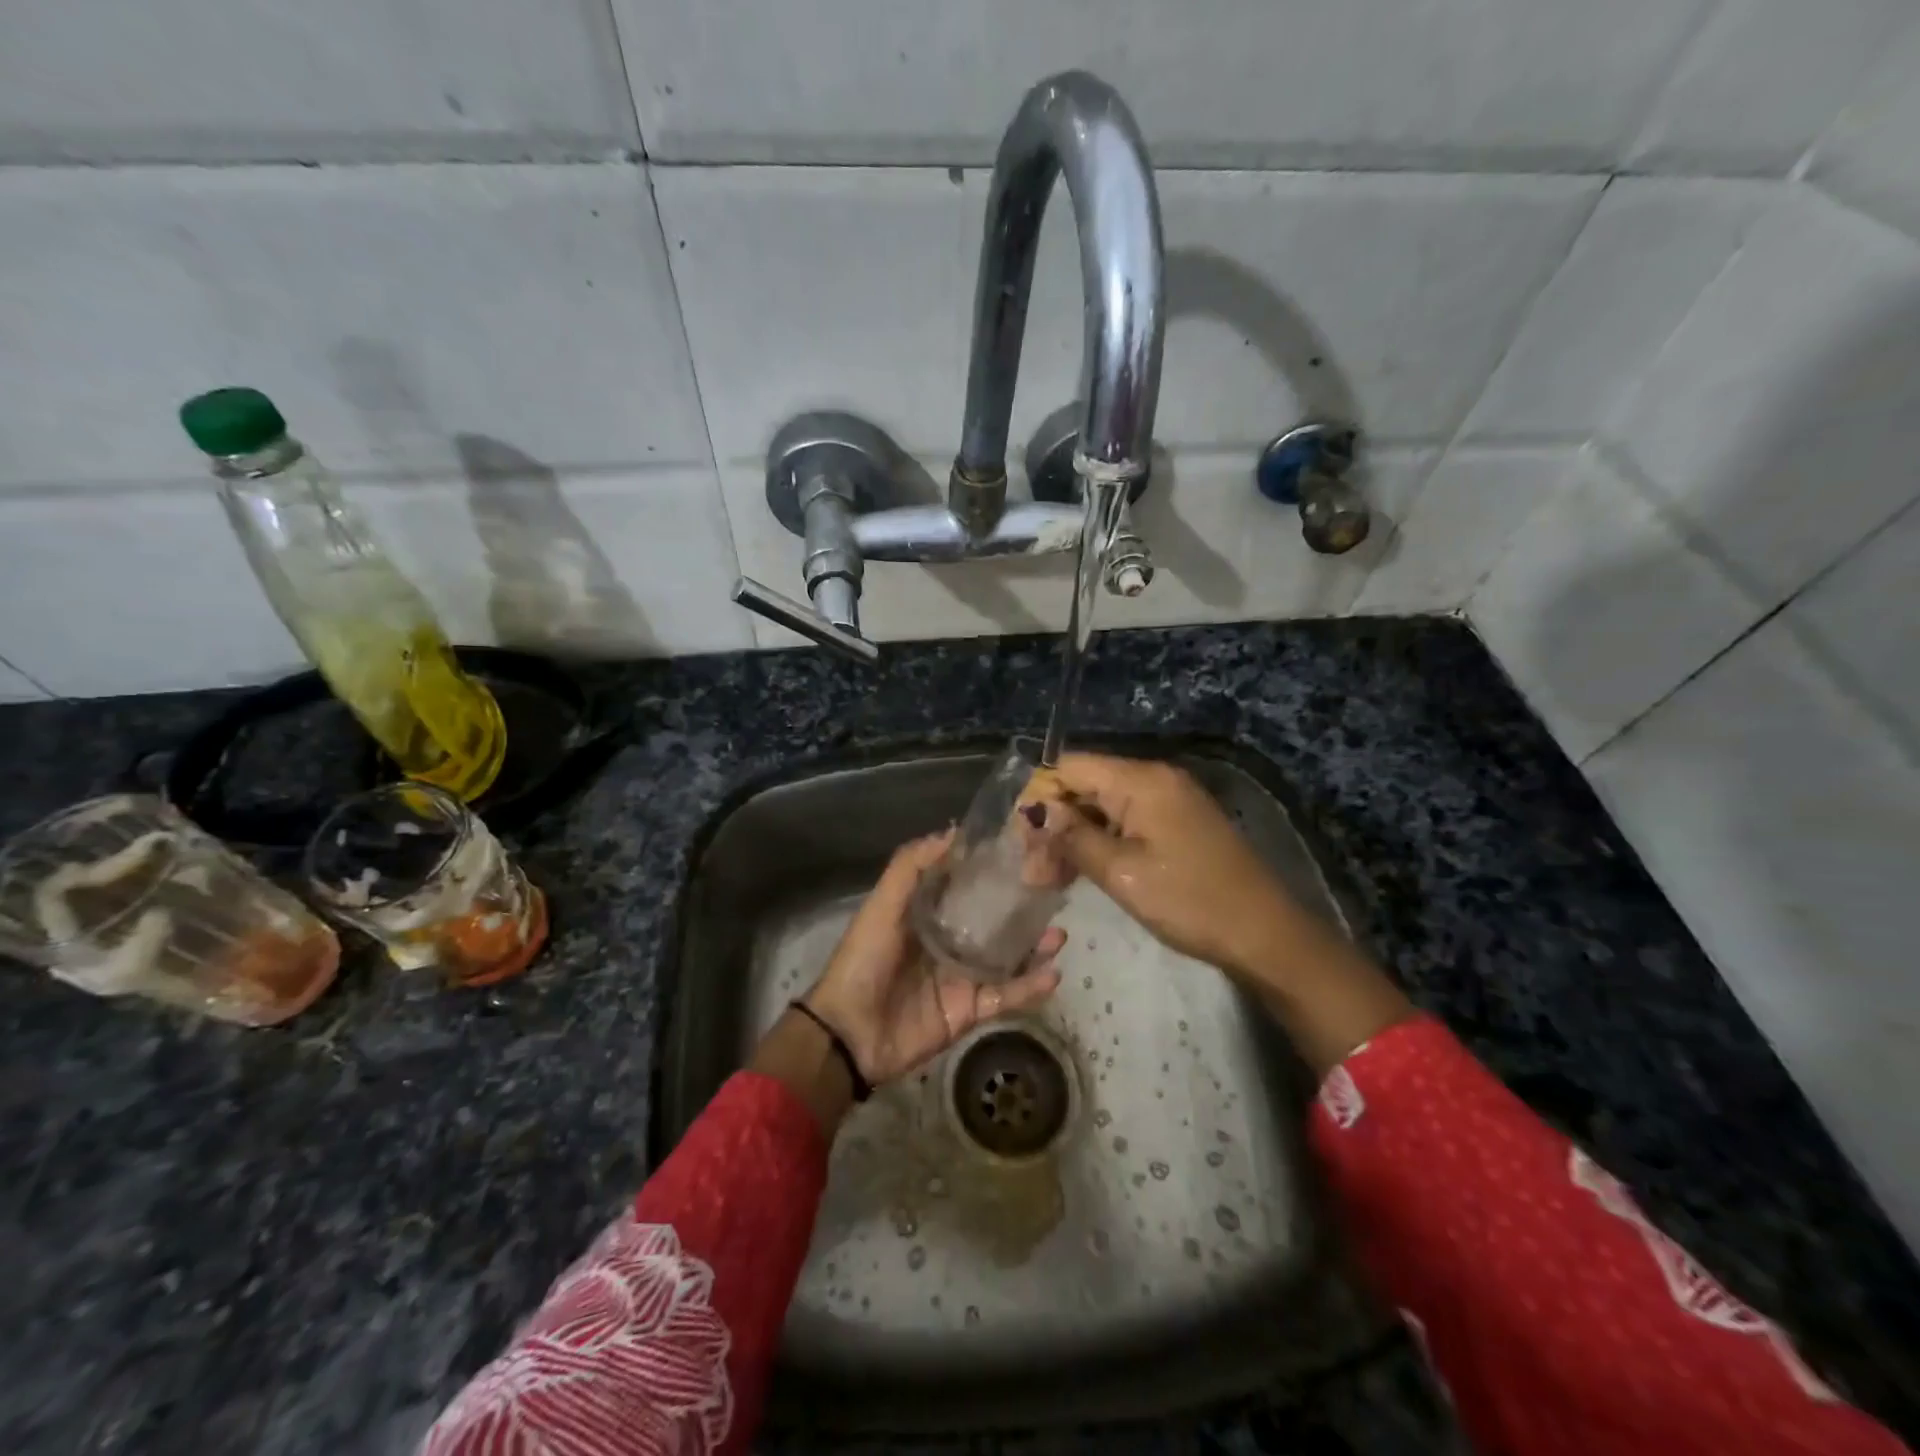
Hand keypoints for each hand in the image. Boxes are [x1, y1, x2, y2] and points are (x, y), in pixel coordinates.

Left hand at [806, 832, 1063, 1086]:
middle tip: (1053, 895)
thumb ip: (912, 866)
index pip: (966, 887)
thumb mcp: (883, 904)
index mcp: (927, 914)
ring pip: (1007, 958)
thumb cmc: (865, 959)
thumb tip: (954, 832)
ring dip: (1033, 947)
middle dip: (1022, 910)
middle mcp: (948, 941)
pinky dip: (1029, 987)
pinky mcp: (969, 1010)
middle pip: (994, 922)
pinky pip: (1005, 996)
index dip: (992, 871)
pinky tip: (1052, 974)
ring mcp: (962, 977)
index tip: (1024, 853)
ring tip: (1058, 934)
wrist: (850, 1032)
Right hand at [1035, 753, 1413, 1073]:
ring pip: (1102, 807)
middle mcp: (1153, 779)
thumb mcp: (1123, 873)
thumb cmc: (1191, 901)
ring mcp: (1167, 801)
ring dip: (1073, 838)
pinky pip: (1124, 822)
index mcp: (1141, 780)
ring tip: (1047, 880)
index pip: (1070, 767)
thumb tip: (1036, 815)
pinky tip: (1078, 872)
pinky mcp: (1175, 824)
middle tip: (1030, 871)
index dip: (1038, 797)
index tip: (1018, 839)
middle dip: (1053, 823)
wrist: (1265, 934)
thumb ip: (1074, 839)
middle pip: (1084, 786)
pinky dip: (1099, 843)